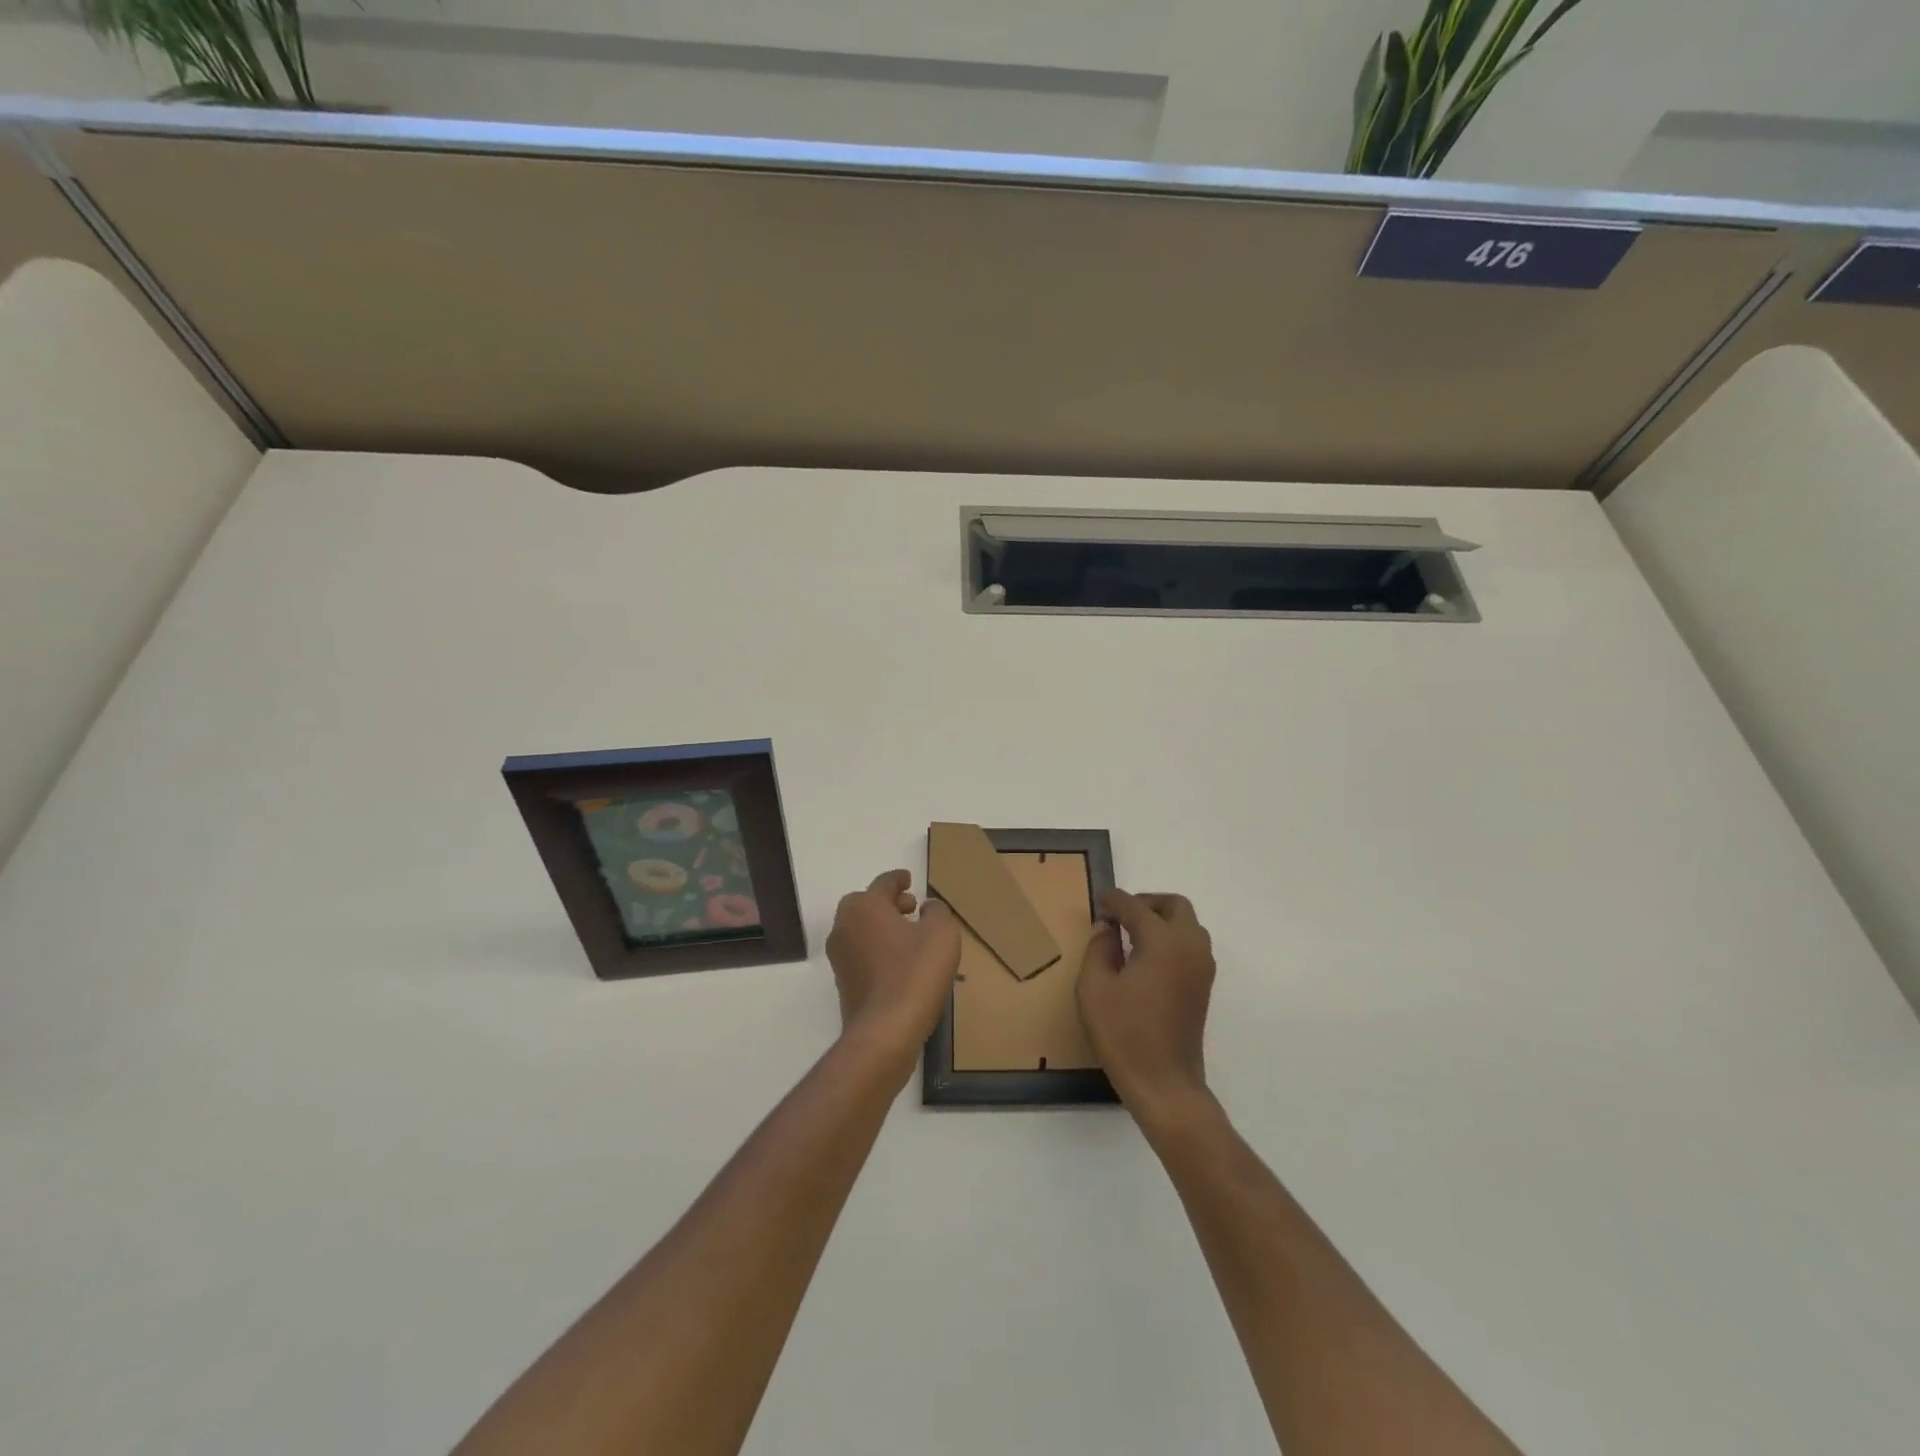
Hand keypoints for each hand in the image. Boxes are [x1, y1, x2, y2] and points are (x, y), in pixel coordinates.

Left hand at [826, 870, 960, 1054]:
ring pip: (862, 930)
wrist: (884, 1032)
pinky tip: (900, 964)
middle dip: (889, 903)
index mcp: (865, 906)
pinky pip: (861, 954)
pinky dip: (878, 950)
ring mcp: (839, 956)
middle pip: (867, 904)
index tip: (909, 880)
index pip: (884, 883)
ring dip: (883, 927)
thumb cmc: (915, 974)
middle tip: (911, 908)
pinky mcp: (843, 982)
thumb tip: (927, 907)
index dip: (899, 879)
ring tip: (910, 937)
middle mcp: (844, 925)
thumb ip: (937, 911)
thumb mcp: (941, 934)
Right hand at [1078, 890, 1216, 1120]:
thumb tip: (1106, 927)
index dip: (1114, 901)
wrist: (1164, 1083)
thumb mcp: (1094, 988)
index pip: (1136, 907)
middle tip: (1120, 915)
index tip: (1099, 904)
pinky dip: (1172, 938)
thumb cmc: (1124, 1034)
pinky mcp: (1204, 985)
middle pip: (1174, 906)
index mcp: (1162, 942)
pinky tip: (1147, 957)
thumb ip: (1099, 948)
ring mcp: (1201, 967)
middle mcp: (1189, 946)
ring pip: (1188, 924)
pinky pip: (1192, 945)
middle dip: (1146, 903)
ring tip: (1132, 935)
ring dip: (1163, 919)